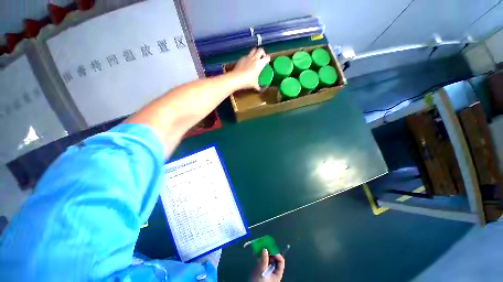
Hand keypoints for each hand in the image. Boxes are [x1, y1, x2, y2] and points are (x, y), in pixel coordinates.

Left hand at [233, 48, 270, 90]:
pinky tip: (247, 63)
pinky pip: (246, 55)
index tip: (267, 63)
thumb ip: (258, 86)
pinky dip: (248, 58)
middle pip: (261, 50)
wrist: (236, 78)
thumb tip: (259, 89)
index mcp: (260, 64)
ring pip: (253, 50)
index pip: (267, 57)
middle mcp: (254, 58)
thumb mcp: (254, 85)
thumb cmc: (248, 81)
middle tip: (261, 59)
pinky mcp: (241, 58)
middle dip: (262, 53)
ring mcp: (247, 57)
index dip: (268, 59)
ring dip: (255, 53)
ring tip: (255, 58)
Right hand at [250, 249, 284, 281]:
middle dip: (269, 251)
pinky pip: (261, 259)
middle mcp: (273, 270)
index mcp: (277, 273)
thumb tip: (265, 249)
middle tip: (265, 246)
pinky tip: (255, 252)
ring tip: (260, 247)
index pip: (281, 261)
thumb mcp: (263, 271)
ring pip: (267, 258)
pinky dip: (259, 255)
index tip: (272, 249)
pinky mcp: (260, 268)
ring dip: (264, 252)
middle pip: (274, 258)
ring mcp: (266, 269)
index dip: (277, 254)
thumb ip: (264, 260)